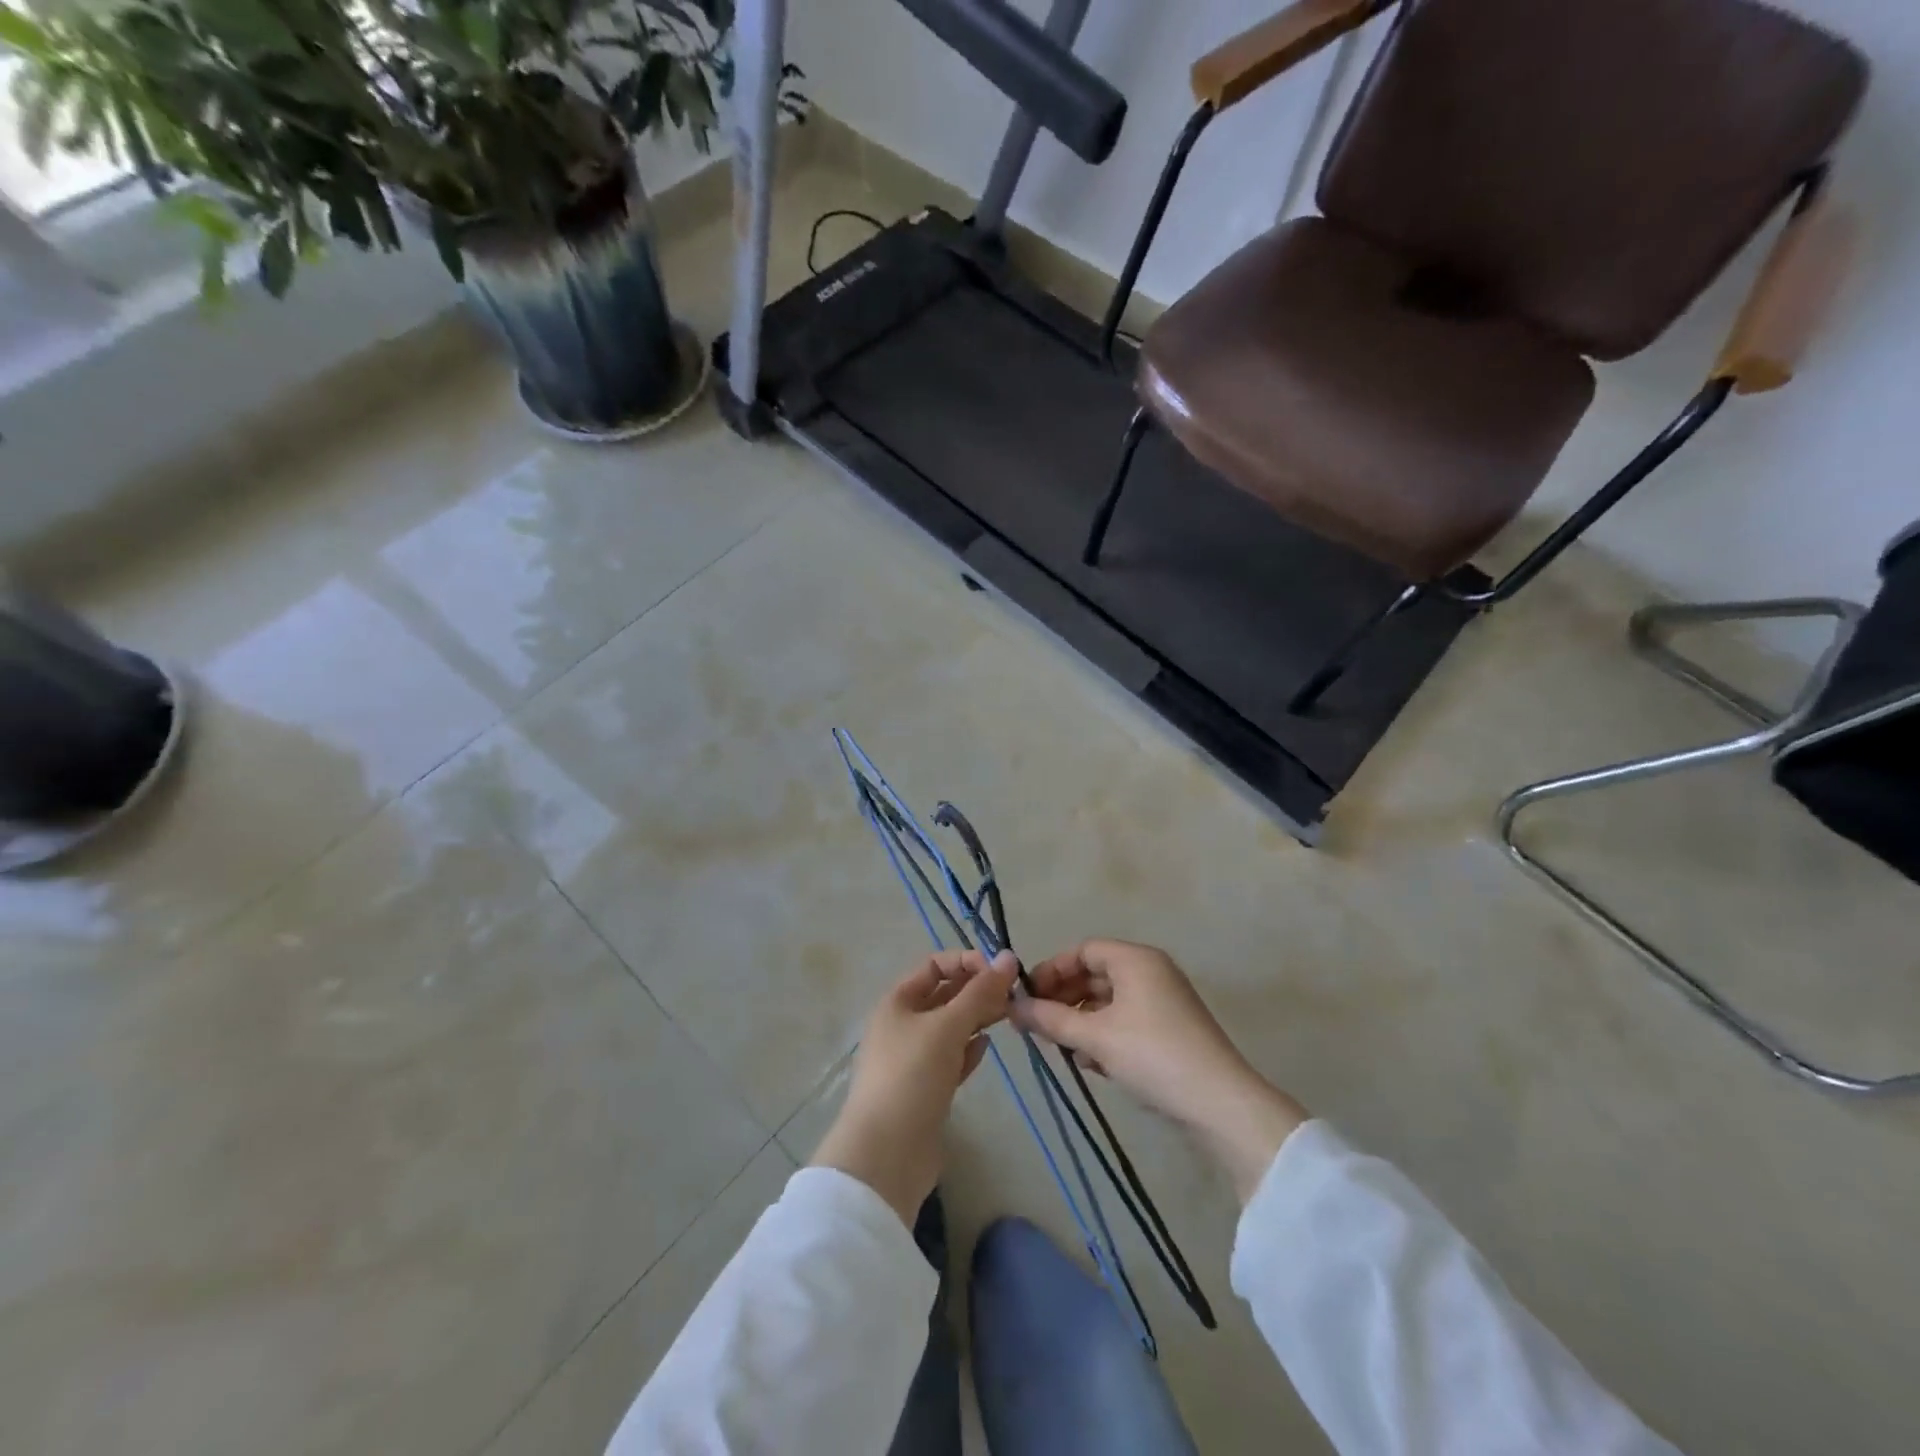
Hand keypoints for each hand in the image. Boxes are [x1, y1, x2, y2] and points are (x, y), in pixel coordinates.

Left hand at [812, 950, 1017, 1224]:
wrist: (886, 1154)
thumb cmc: (912, 1076)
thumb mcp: (947, 1027)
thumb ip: (980, 992)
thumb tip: (1008, 956)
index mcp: (897, 1001)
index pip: (935, 965)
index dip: (966, 962)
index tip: (1000, 972)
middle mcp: (902, 1024)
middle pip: (944, 996)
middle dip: (977, 990)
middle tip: (1015, 995)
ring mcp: (912, 1059)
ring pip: (950, 1027)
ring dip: (977, 1019)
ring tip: (1009, 1016)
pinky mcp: (925, 1089)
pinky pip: (950, 1058)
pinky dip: (969, 1050)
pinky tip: (986, 1048)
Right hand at [1013, 939, 1307, 1202]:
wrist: (1220, 1104)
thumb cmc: (1153, 1056)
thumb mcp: (1095, 1038)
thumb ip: (1051, 1020)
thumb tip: (1013, 1007)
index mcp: (1135, 959)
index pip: (1082, 950)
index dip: (1051, 970)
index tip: (1026, 996)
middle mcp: (1151, 971)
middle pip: (1095, 974)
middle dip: (1063, 998)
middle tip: (1036, 1024)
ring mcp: (1163, 1001)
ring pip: (1109, 1001)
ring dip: (1080, 1020)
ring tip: (1059, 1046)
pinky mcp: (1170, 1030)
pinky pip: (1125, 1020)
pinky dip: (1103, 1034)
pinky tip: (1089, 1062)